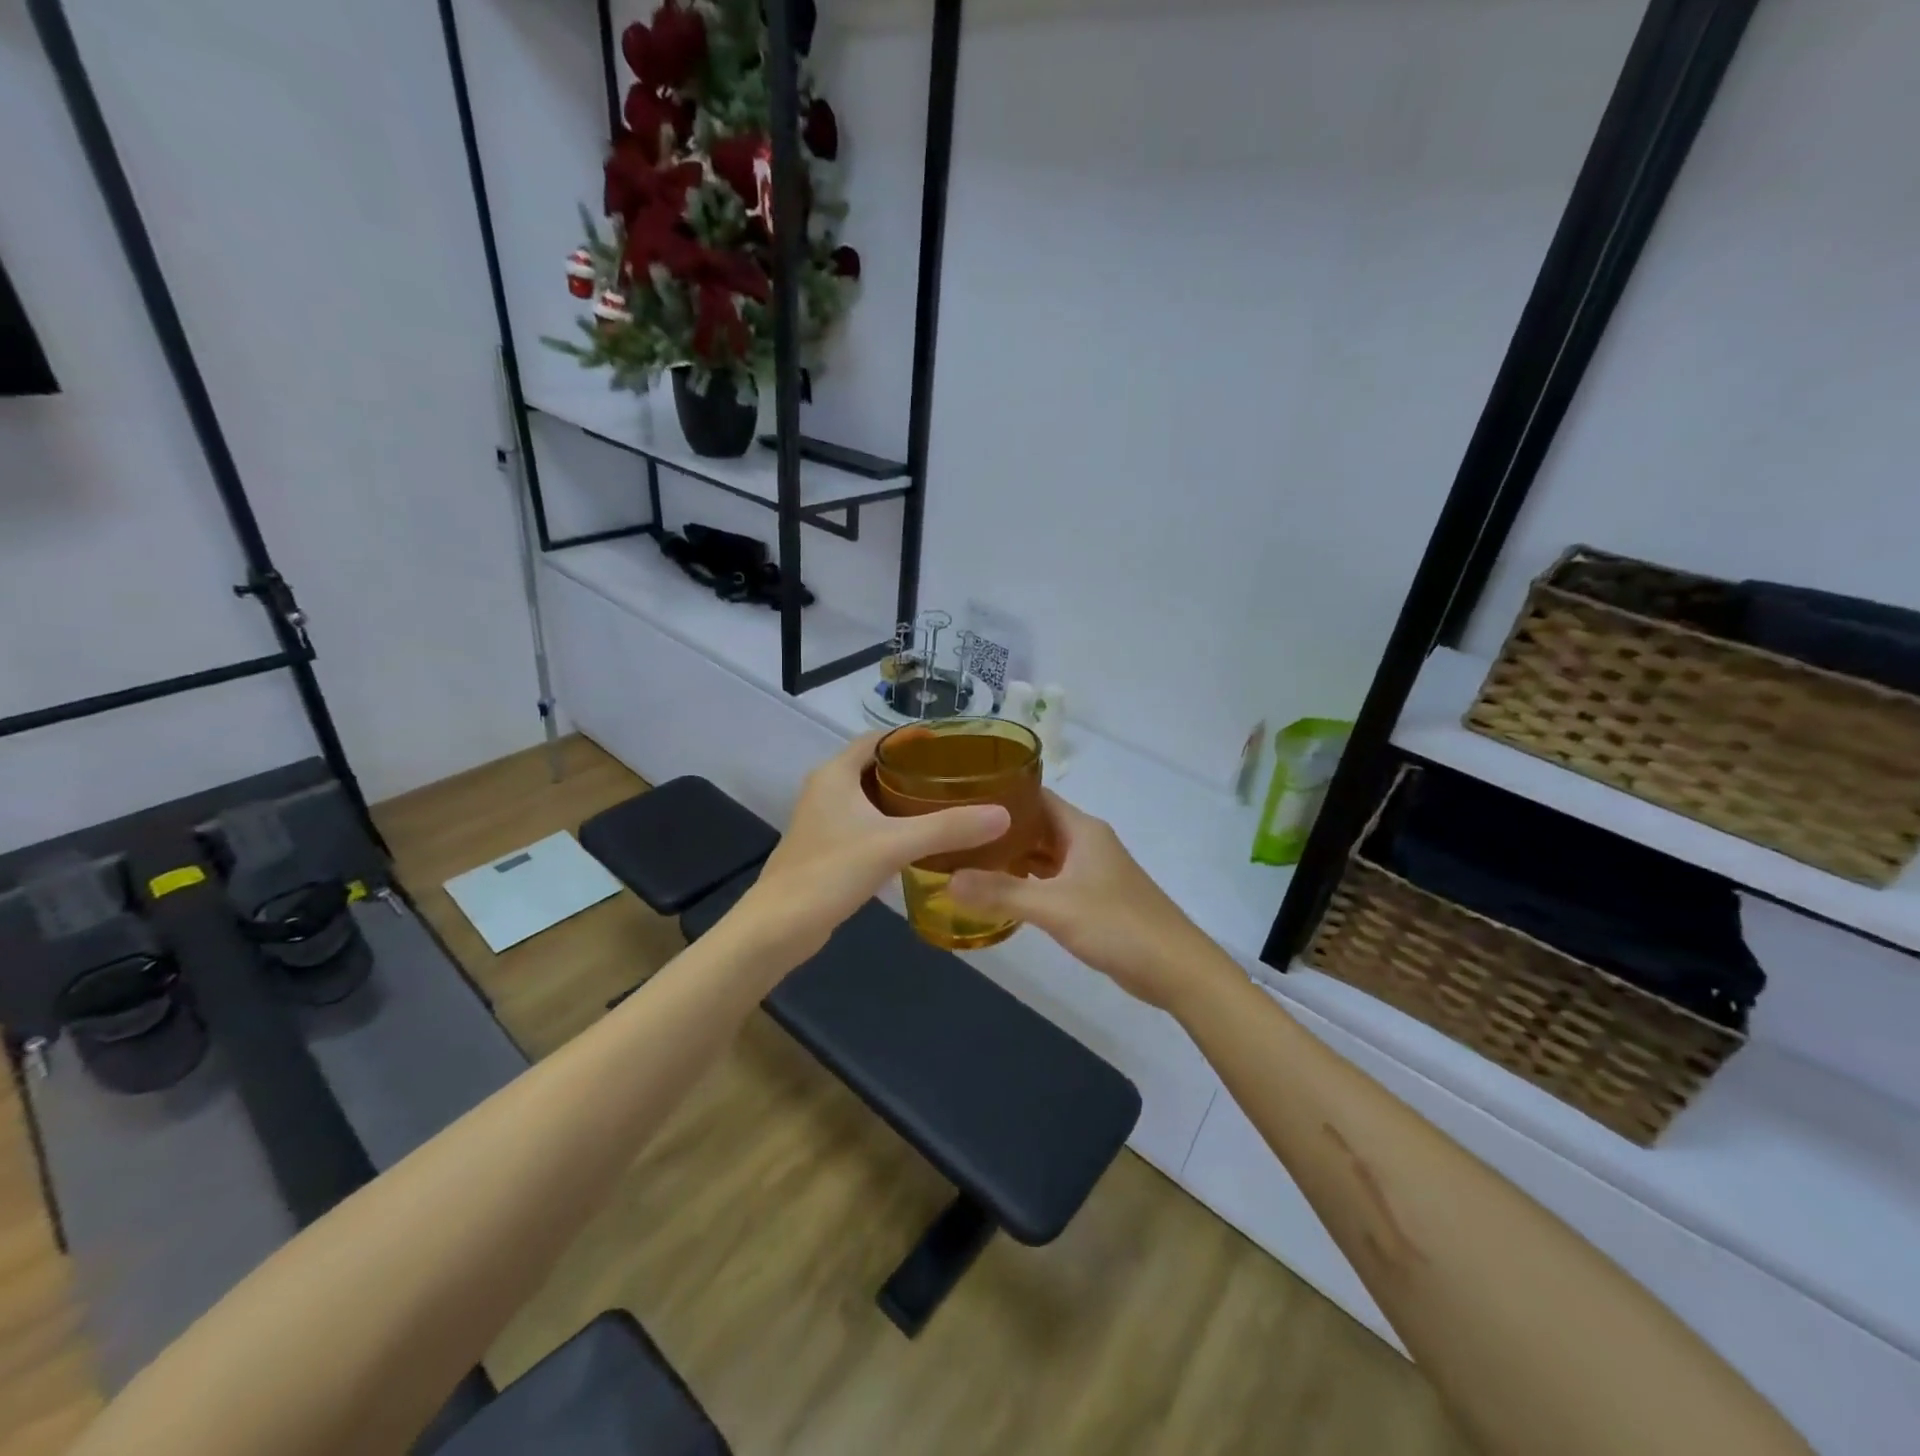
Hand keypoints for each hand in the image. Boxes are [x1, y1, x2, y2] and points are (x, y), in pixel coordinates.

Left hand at [736, 733, 1010, 963]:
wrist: (779, 926)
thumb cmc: (830, 872)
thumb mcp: (894, 845)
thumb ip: (947, 828)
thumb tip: (1003, 815)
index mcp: (835, 773)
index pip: (879, 739)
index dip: (913, 738)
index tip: (953, 746)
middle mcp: (826, 788)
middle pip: (876, 766)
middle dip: (915, 769)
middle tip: (958, 777)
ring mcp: (824, 819)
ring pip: (871, 797)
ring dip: (903, 798)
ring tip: (948, 804)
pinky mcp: (827, 847)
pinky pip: (866, 823)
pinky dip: (892, 823)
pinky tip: (920, 839)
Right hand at [948, 792, 1235, 1013]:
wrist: (1176, 968)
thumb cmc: (1118, 925)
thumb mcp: (1055, 907)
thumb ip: (1002, 893)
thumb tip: (947, 879)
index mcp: (1081, 829)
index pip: (1035, 795)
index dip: (1000, 793)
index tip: (960, 796)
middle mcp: (1086, 842)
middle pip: (1036, 824)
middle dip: (998, 828)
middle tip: (954, 831)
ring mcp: (1091, 871)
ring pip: (1043, 853)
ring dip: (1011, 856)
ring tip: (966, 859)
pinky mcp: (1093, 898)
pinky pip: (1051, 879)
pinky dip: (1027, 881)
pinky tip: (1000, 892)